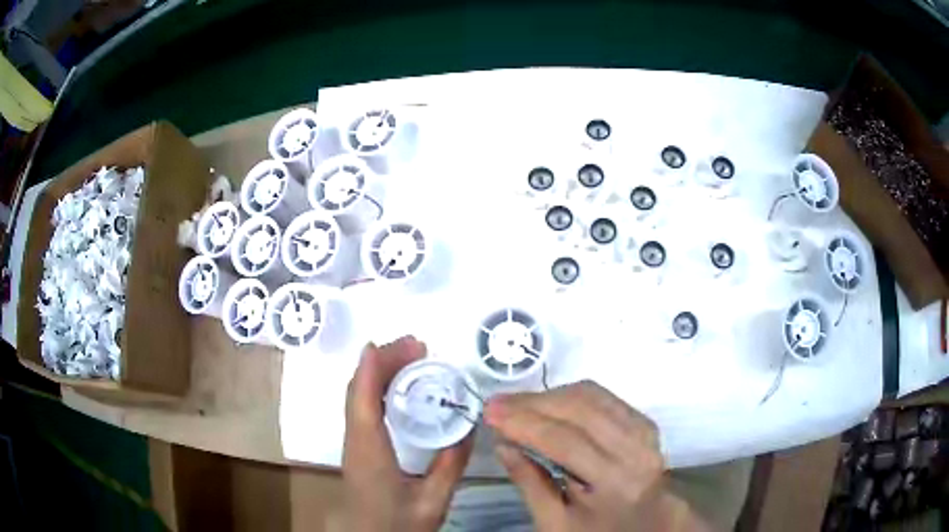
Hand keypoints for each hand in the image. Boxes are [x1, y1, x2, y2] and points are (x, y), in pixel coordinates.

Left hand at [343, 336, 473, 531]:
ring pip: (356, 397)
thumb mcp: (432, 500)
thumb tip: (470, 428)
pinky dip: (374, 387)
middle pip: (357, 391)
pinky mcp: (358, 448)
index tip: (392, 343)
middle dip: (381, 362)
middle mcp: (356, 441)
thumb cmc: (397, 523)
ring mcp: (353, 443)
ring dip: (377, 372)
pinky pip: (361, 407)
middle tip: (415, 345)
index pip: (364, 401)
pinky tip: (395, 386)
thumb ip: (450, 466)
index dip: (372, 368)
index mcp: (370, 452)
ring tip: (408, 356)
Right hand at [485, 380, 707, 531]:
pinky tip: (548, 403)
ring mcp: (645, 432)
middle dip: (532, 403)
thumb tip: (503, 444)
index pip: (565, 442)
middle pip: (581, 410)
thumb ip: (529, 483)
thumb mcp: (556, 523)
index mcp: (616, 483)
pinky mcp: (644, 421)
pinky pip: (604, 396)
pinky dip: (571, 395)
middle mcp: (636, 450)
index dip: (524, 423)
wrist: (648, 523)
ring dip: (549, 395)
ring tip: (517, 404)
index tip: (490, 413)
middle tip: (497, 404)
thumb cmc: (597, 531)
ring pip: (592, 396)